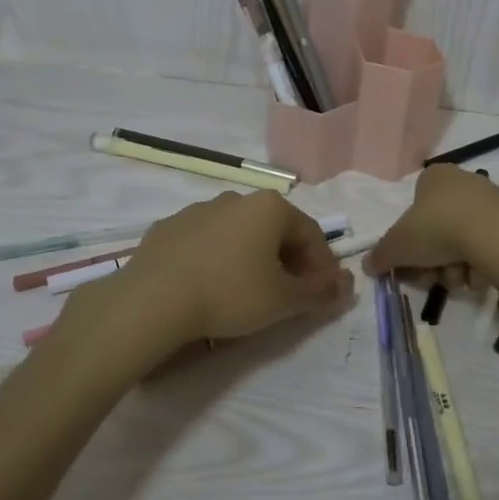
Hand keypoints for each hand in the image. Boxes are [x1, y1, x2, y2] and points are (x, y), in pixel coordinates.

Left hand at [84, 191, 352, 353]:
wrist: (152, 300)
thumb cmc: (230, 294)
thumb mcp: (284, 301)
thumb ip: (320, 292)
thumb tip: (346, 286)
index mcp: (270, 207)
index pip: (312, 234)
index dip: (324, 267)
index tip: (324, 296)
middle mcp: (237, 198)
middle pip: (276, 230)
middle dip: (290, 261)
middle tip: (291, 296)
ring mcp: (198, 210)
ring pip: (239, 234)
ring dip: (253, 258)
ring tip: (249, 293)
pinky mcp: (168, 228)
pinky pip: (205, 243)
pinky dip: (217, 260)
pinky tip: (210, 287)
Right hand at [363, 163, 498, 286]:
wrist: (494, 234)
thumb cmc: (437, 228)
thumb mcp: (397, 245)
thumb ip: (380, 255)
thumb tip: (367, 265)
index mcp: (433, 177)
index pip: (414, 209)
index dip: (409, 241)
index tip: (410, 263)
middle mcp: (463, 182)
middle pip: (438, 231)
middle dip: (433, 260)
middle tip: (432, 277)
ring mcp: (490, 201)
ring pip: (462, 243)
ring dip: (455, 267)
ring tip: (459, 276)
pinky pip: (487, 249)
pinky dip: (480, 266)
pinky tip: (480, 274)